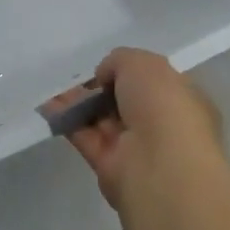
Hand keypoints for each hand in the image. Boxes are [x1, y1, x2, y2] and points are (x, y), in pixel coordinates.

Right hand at [53, 48, 224, 209]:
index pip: (154, 82)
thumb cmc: (161, 103)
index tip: (107, 67)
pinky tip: (48, 106)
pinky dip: (68, 121)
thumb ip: (118, 61)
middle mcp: (162, 124)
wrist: (160, 165)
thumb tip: (104, 77)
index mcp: (181, 98)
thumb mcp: (141, 62)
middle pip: (125, 101)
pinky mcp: (112, 168)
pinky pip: (87, 138)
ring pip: (103, 119)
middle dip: (101, 88)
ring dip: (79, 103)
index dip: (129, 72)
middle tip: (77, 77)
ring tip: (54, 88)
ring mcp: (137, 148)